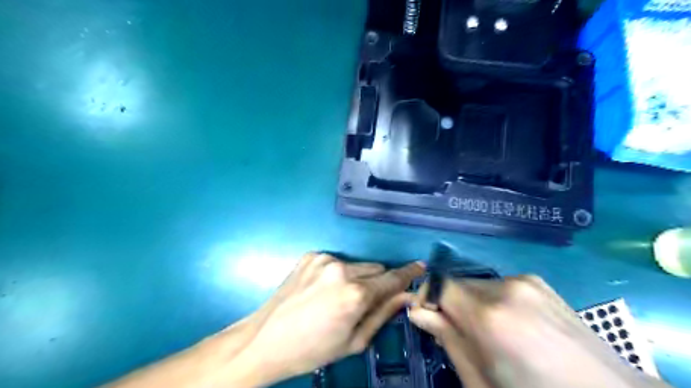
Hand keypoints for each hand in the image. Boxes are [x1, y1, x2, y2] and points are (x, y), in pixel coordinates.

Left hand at [235, 253, 424, 382]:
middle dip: (377, 282)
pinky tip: (321, 289)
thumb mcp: (354, 341)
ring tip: (337, 297)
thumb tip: (406, 296)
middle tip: (363, 301)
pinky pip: (336, 261)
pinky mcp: (310, 255)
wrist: (266, 339)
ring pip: (356, 264)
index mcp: (355, 294)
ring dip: (356, 277)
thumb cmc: (313, 349)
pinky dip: (337, 273)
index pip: (391, 278)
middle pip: (375, 268)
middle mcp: (341, 269)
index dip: (408, 273)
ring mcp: (324, 259)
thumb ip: (383, 314)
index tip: (421, 266)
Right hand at [406, 276, 672, 387]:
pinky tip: (511, 325)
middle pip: (457, 283)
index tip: (426, 316)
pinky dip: (493, 300)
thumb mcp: (482, 381)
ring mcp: (525, 281)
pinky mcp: (537, 280)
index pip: (439, 284)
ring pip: (477, 284)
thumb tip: (418, 312)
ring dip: (472, 303)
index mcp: (490, 317)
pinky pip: (498, 285)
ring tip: (490, 333)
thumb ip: (448, 340)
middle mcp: (506, 288)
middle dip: (450, 304)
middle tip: (460, 333)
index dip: (427, 296)